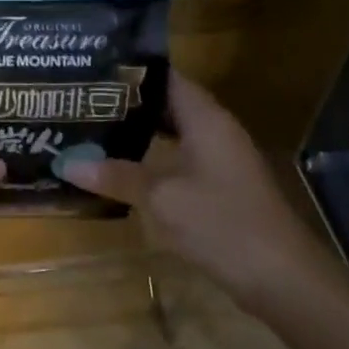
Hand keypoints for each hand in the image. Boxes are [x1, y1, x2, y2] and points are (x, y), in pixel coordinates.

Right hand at [55, 72, 333, 309]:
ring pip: (172, 134)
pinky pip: (178, 160)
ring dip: (137, 132)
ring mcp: (220, 161)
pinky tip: (121, 167)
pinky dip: (151, 158)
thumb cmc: (222, 223)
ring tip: (92, 127)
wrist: (282, 279)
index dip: (130, 71)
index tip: (91, 69)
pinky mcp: (220, 188)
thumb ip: (116, 175)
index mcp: (206, 119)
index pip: (166, 77)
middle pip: (167, 104)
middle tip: (81, 100)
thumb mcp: (161, 197)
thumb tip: (67, 163)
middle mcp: (215, 131)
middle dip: (127, 102)